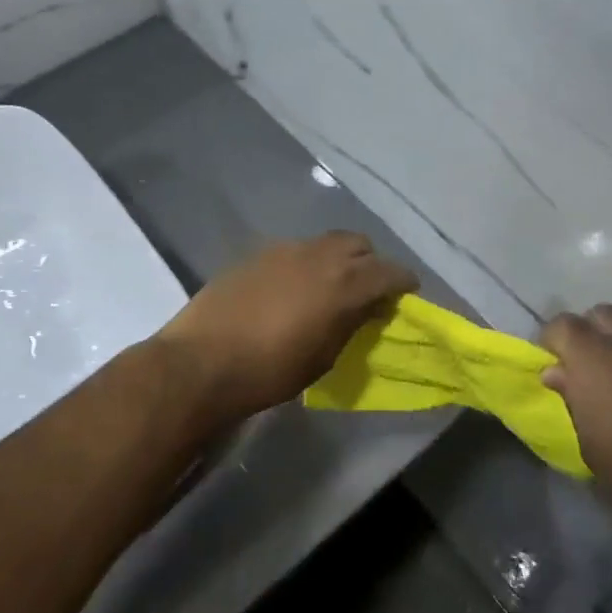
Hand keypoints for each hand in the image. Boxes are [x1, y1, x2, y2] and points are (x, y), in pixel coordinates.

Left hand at [153, 233, 417, 431]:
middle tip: (368, 288)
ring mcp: (286, 249)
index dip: (403, 281)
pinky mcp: (258, 253)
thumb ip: (351, 324)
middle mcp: (320, 255)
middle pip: (359, 244)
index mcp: (344, 283)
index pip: (389, 271)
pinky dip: (308, 262)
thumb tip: (368, 307)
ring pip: (326, 242)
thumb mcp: (324, 357)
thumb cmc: (271, 370)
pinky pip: (296, 249)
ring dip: (338, 258)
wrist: (203, 360)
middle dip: (371, 262)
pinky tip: (294, 286)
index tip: (407, 293)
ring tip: (331, 285)